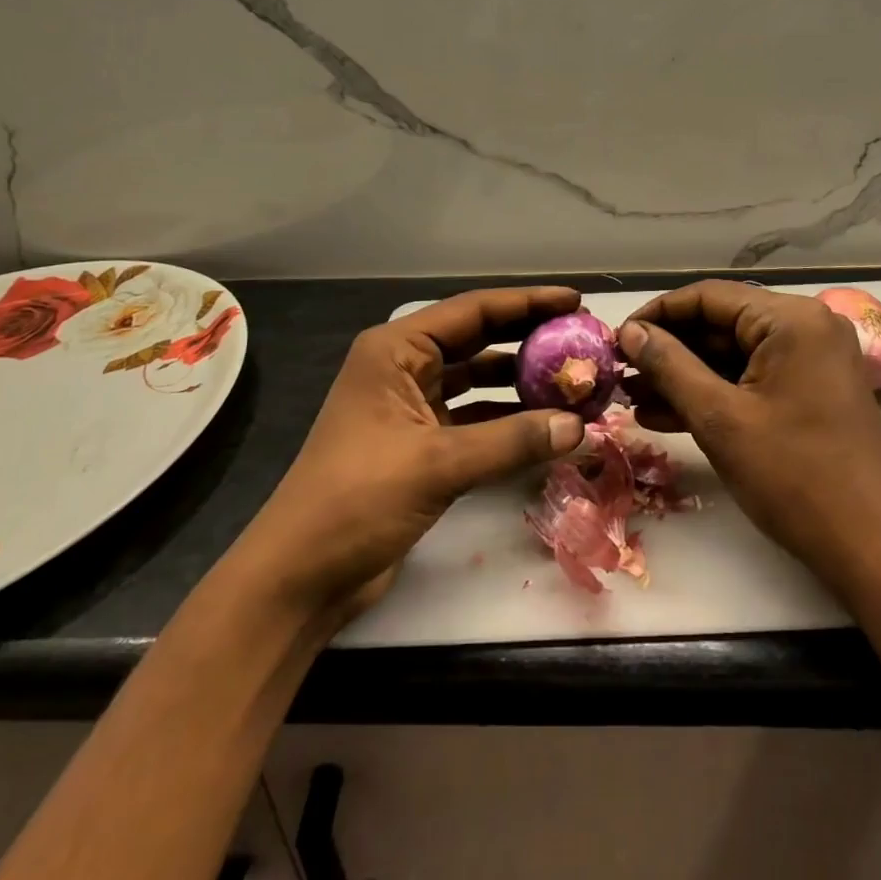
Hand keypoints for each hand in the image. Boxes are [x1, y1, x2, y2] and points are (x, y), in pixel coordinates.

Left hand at [227, 286, 587, 620]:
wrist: (298, 578)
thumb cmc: (357, 500)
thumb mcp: (437, 464)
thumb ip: (511, 441)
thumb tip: (580, 426)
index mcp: (396, 350)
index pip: (473, 311)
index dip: (527, 303)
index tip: (576, 301)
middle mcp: (404, 367)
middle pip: (477, 339)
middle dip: (528, 337)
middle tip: (581, 338)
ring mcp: (411, 406)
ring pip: (477, 379)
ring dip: (521, 380)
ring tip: (573, 379)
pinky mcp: (420, 444)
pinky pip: (474, 417)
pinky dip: (507, 418)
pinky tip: (546, 424)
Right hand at [620, 280, 880, 589]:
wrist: (871, 549)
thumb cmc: (793, 477)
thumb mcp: (720, 419)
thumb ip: (670, 367)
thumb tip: (630, 332)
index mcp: (792, 319)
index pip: (709, 297)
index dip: (658, 315)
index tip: (617, 340)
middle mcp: (806, 326)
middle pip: (721, 324)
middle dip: (669, 351)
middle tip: (621, 373)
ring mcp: (812, 359)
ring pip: (733, 354)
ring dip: (685, 376)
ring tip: (633, 397)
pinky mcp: (811, 390)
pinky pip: (752, 379)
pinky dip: (714, 394)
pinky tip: (667, 414)